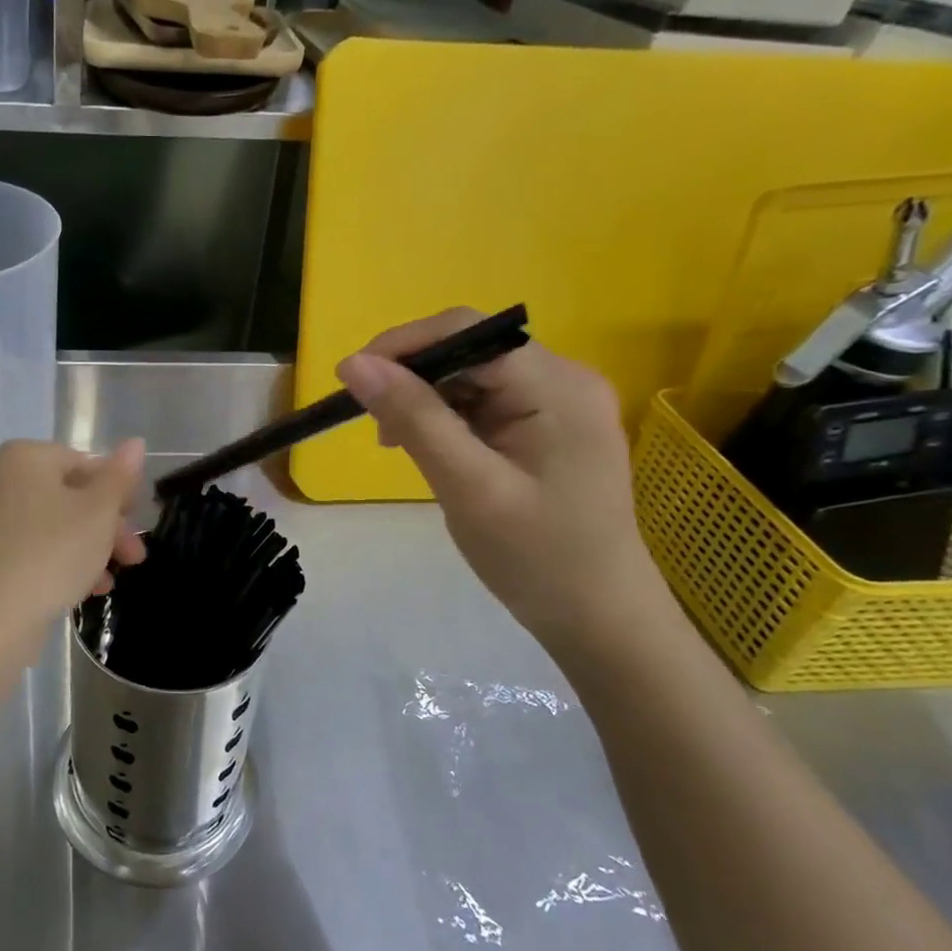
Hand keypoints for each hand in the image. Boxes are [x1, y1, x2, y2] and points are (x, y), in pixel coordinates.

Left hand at [0, 439, 147, 663]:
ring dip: (88, 548)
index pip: (85, 463)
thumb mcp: (98, 513)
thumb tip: (135, 442)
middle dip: (107, 526)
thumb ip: (119, 476)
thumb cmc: (51, 554)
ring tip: (112, 581)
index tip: (138, 523)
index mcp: (24, 458)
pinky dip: (59, 562)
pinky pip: (30, 548)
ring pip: (52, 526)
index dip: (118, 493)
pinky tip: (84, 590)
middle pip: (69, 496)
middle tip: (134, 556)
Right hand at [336, 309, 675, 655]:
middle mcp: (565, 379)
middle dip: (412, 378)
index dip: (403, 345)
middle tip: (376, 427)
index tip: (353, 381)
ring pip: (471, 374)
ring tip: (398, 444)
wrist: (598, 619)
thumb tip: (354, 363)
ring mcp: (559, 402)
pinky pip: (483, 400)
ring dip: (425, 399)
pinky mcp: (548, 424)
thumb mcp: (467, 487)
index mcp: (558, 386)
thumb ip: (413, 418)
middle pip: (469, 349)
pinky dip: (446, 417)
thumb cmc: (536, 558)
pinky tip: (431, 449)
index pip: (468, 331)